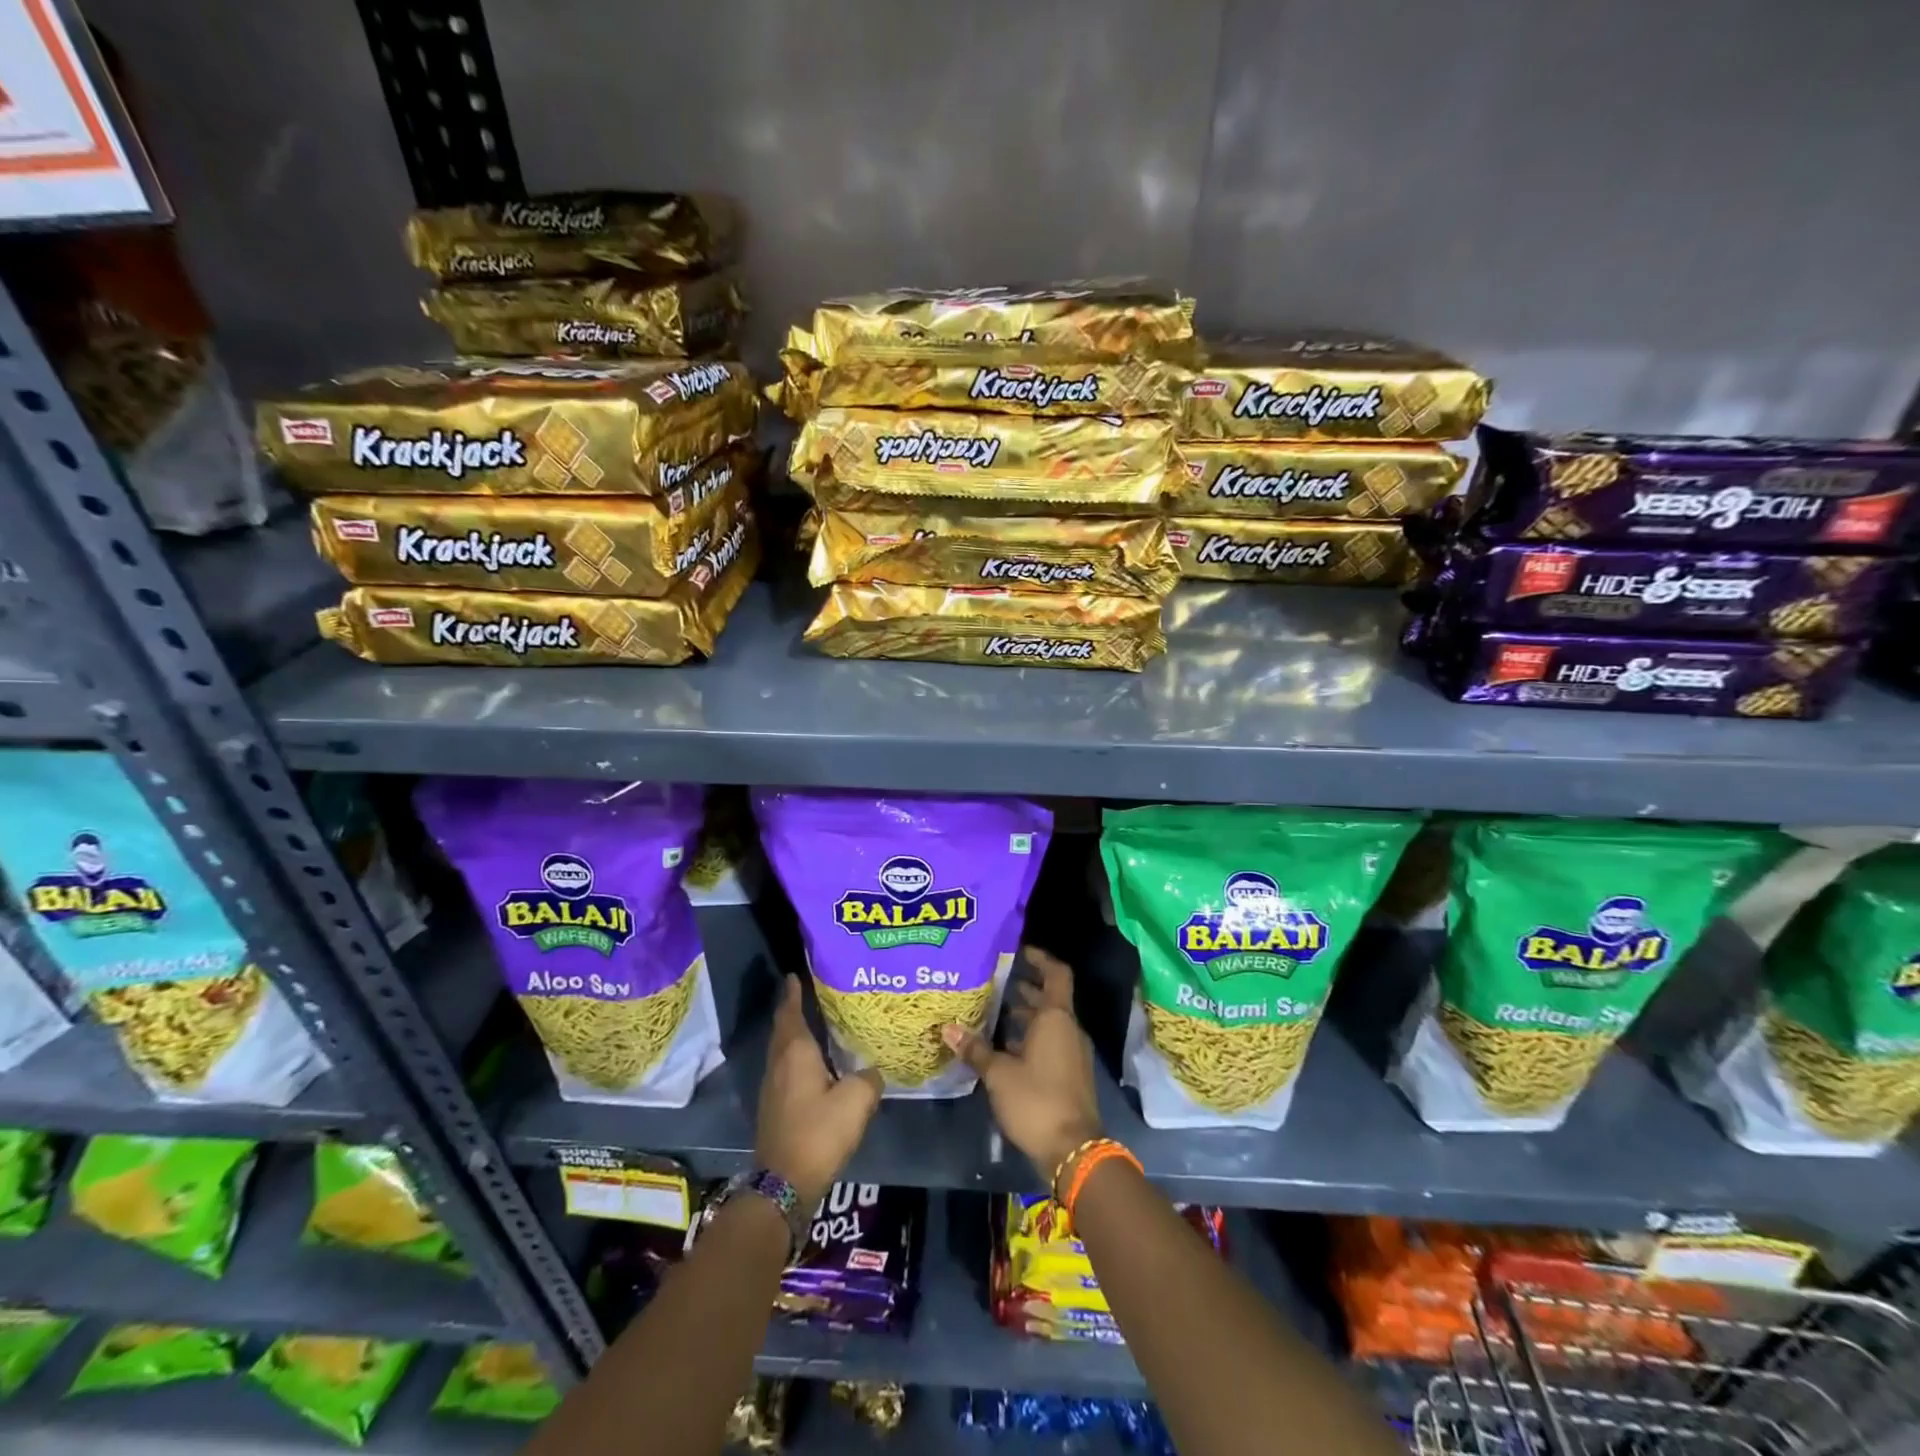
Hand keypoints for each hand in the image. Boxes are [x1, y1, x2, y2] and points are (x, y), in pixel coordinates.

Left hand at [755, 976, 881, 1208]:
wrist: (784, 1184)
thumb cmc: (819, 1132)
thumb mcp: (856, 1101)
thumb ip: (868, 1078)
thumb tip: (872, 1071)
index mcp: (795, 1052)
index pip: (791, 1012)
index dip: (793, 992)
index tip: (795, 974)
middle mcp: (779, 1063)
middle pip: (784, 1028)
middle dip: (793, 1010)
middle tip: (811, 994)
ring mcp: (772, 1086)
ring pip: (783, 1049)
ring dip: (795, 1034)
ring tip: (816, 1024)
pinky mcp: (774, 1107)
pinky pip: (785, 1069)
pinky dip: (797, 1057)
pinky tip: (814, 1064)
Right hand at [942, 946, 1101, 1184]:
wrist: (1073, 1150)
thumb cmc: (1036, 1100)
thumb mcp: (999, 1073)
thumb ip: (975, 1049)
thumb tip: (948, 1028)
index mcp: (1056, 1018)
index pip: (1056, 974)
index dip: (1040, 958)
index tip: (1018, 951)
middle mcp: (1068, 1029)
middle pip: (1049, 998)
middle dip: (1023, 988)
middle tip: (992, 981)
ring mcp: (1071, 1053)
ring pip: (1047, 1023)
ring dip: (1024, 1016)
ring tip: (990, 1012)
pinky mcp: (1068, 1075)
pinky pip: (1049, 1044)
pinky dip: (1028, 1038)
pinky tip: (1002, 1047)